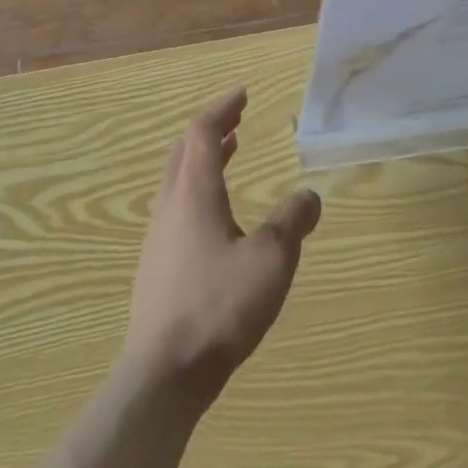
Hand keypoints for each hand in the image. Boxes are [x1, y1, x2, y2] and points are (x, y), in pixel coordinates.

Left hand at [122, 87, 321, 405]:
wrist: (163, 373)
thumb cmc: (219, 306)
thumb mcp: (270, 261)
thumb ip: (291, 223)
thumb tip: (311, 194)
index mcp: (194, 194)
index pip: (201, 132)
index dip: (222, 108)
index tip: (244, 94)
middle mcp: (170, 206)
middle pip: (184, 151)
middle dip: (211, 128)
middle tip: (237, 119)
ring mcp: (158, 237)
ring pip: (177, 179)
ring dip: (203, 158)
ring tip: (229, 152)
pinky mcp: (156, 266)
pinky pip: (176, 206)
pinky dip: (198, 188)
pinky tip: (216, 216)